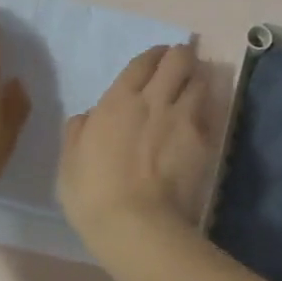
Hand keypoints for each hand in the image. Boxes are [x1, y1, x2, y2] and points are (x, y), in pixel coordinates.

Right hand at [59, 43, 212, 252]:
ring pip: (201, 80)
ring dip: (197, 80)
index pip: (143, 62)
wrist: (137, 224)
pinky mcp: (206, 141)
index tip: (155, 61)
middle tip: (177, 69)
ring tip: (192, 90)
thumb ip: (78, 131)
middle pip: (179, 59)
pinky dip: (208, 107)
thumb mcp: (70, 161)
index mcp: (119, 100)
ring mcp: (185, 119)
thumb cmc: (94, 193)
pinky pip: (211, 111)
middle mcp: (155, 100)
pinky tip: (202, 117)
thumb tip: (89, 117)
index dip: (152, 56)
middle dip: (180, 57)